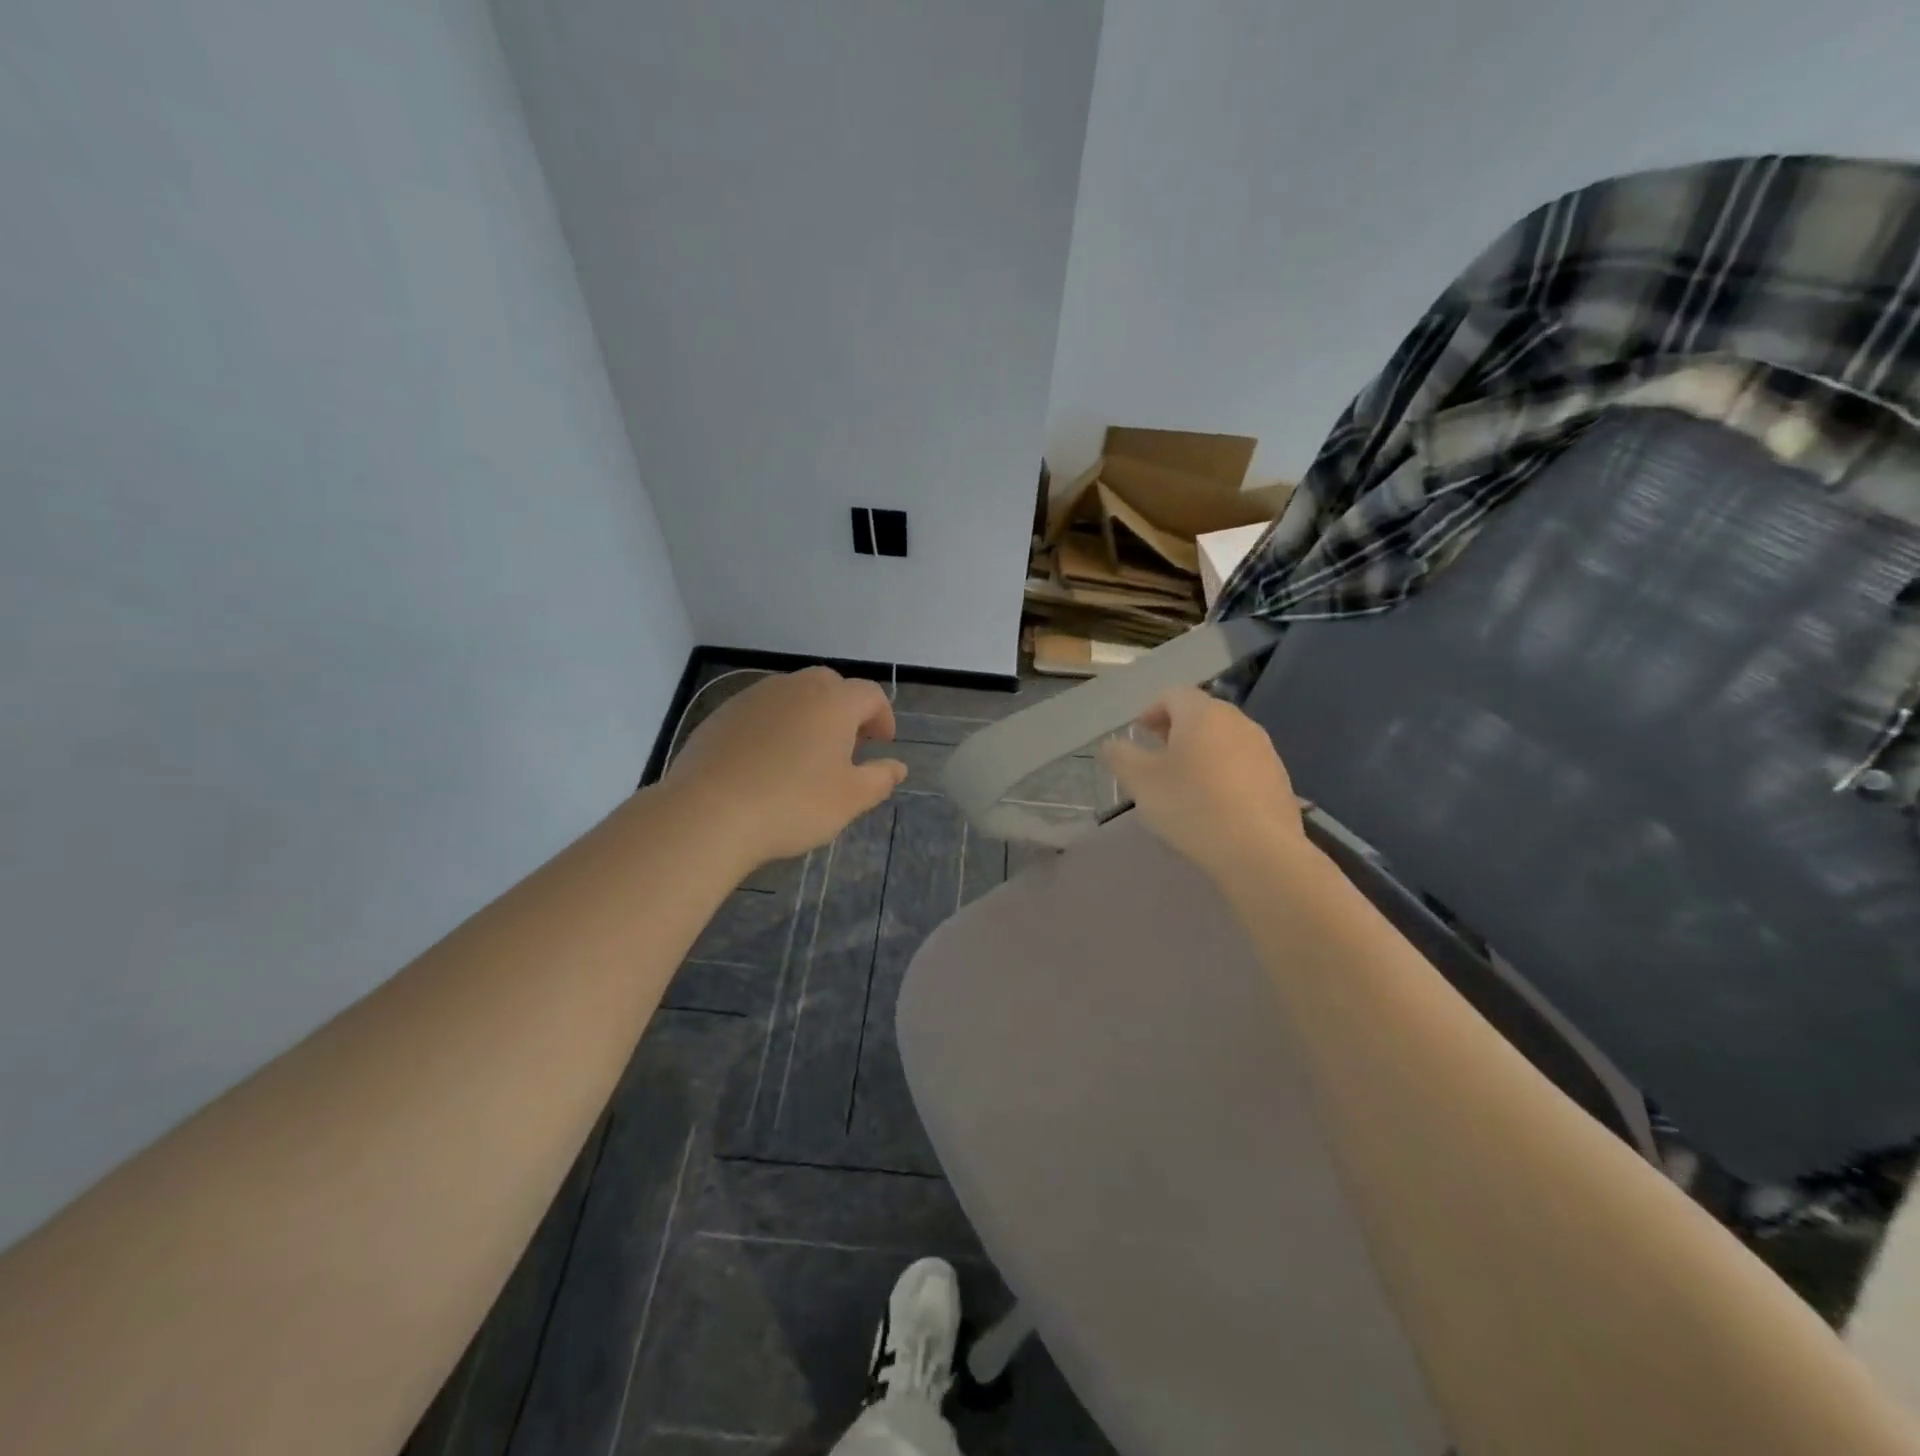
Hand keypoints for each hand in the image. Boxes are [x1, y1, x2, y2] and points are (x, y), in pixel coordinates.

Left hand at [664, 668, 907, 867]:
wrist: (708, 813)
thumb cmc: (792, 804)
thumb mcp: (850, 799)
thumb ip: (880, 778)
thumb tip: (897, 766)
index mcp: (833, 702)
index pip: (870, 694)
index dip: (883, 716)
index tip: (882, 744)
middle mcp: (795, 687)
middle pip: (830, 685)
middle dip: (846, 709)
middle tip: (848, 744)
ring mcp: (754, 697)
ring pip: (793, 695)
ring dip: (809, 715)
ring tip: (807, 753)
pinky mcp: (722, 714)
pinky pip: (761, 711)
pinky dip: (775, 726)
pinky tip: (768, 761)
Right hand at [1101, 687, 1304, 884]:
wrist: (1258, 850)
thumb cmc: (1191, 805)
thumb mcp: (1140, 782)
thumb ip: (1120, 757)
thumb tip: (1110, 745)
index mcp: (1203, 714)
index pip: (1174, 694)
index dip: (1152, 710)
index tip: (1140, 734)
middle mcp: (1238, 722)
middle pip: (1202, 714)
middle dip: (1177, 730)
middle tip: (1158, 756)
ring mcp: (1264, 750)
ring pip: (1225, 740)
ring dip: (1203, 752)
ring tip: (1186, 783)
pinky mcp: (1280, 779)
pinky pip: (1244, 765)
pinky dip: (1225, 774)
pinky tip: (1215, 804)